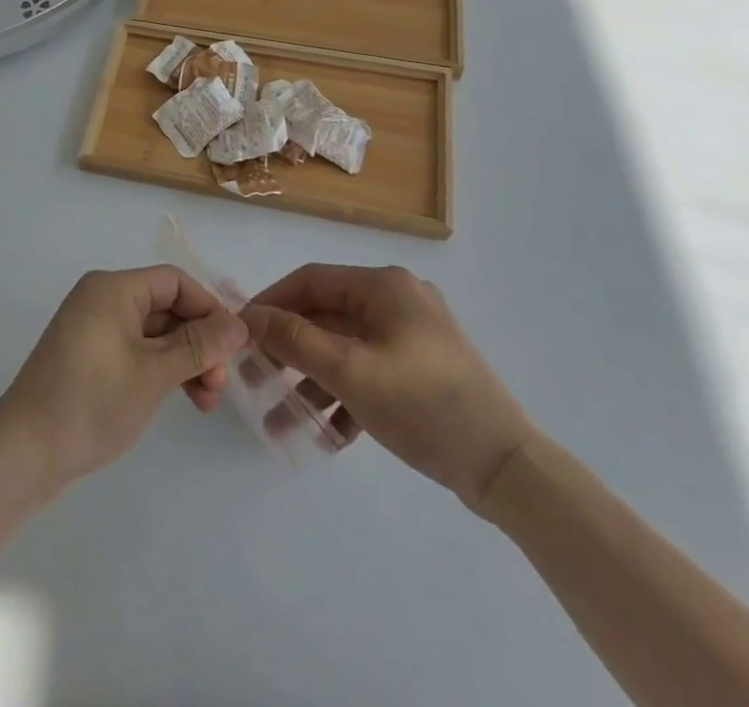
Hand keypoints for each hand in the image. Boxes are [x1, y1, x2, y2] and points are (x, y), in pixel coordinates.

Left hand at [0, 266, 248, 490]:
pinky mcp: (90, 357)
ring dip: (184, 361)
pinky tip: (180, 398)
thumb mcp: (153, 374)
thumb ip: (198, 346)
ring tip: (206, 402)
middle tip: (219, 386)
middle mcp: (102, 299)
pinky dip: (161, 370)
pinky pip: (137, 350)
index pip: (174, 282)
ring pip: (154, 333)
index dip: (208, 309)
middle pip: (166, 307)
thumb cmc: (91, 402)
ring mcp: (94, 328)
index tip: (234, 347)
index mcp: (113, 289)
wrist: (24, 452)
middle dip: (199, 343)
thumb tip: (239, 324)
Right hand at [242, 265, 538, 512]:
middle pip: (327, 315)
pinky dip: (345, 395)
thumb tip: (249, 316)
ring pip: (346, 348)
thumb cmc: (423, 405)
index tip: (241, 332)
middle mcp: (397, 300)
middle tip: (255, 377)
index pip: (311, 280)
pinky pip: (369, 370)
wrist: (506, 468)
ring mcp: (413, 335)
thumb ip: (296, 340)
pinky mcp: (422, 369)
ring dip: (313, 379)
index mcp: (384, 286)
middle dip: (289, 348)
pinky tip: (326, 432)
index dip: (272, 302)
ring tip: (281, 417)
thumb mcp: (351, 371)